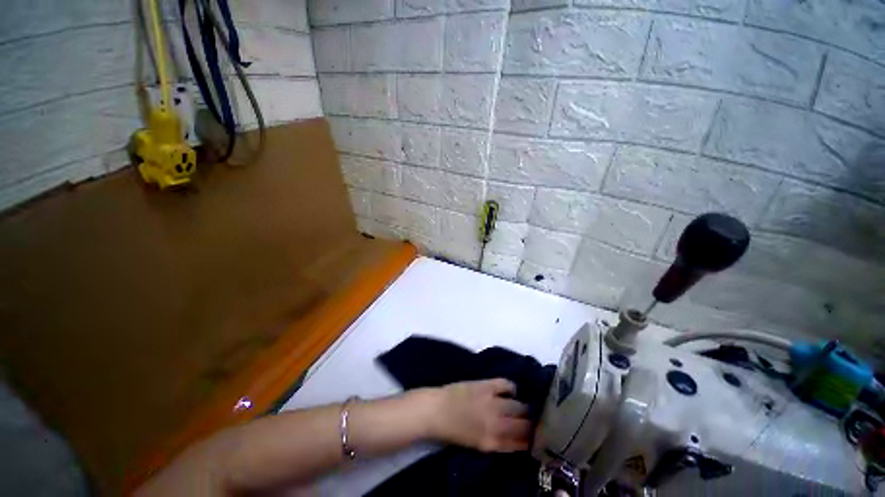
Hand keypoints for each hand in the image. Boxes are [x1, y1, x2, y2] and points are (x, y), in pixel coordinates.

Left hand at [425, 378, 531, 452]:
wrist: (436, 410)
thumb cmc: (455, 430)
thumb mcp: (479, 444)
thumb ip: (501, 443)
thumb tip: (520, 440)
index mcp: (493, 442)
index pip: (522, 443)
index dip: (533, 440)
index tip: (539, 436)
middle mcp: (496, 424)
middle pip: (525, 424)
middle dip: (533, 424)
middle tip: (536, 421)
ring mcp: (492, 402)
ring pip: (520, 406)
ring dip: (526, 407)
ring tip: (527, 406)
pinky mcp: (486, 385)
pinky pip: (507, 384)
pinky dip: (513, 388)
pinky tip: (513, 391)